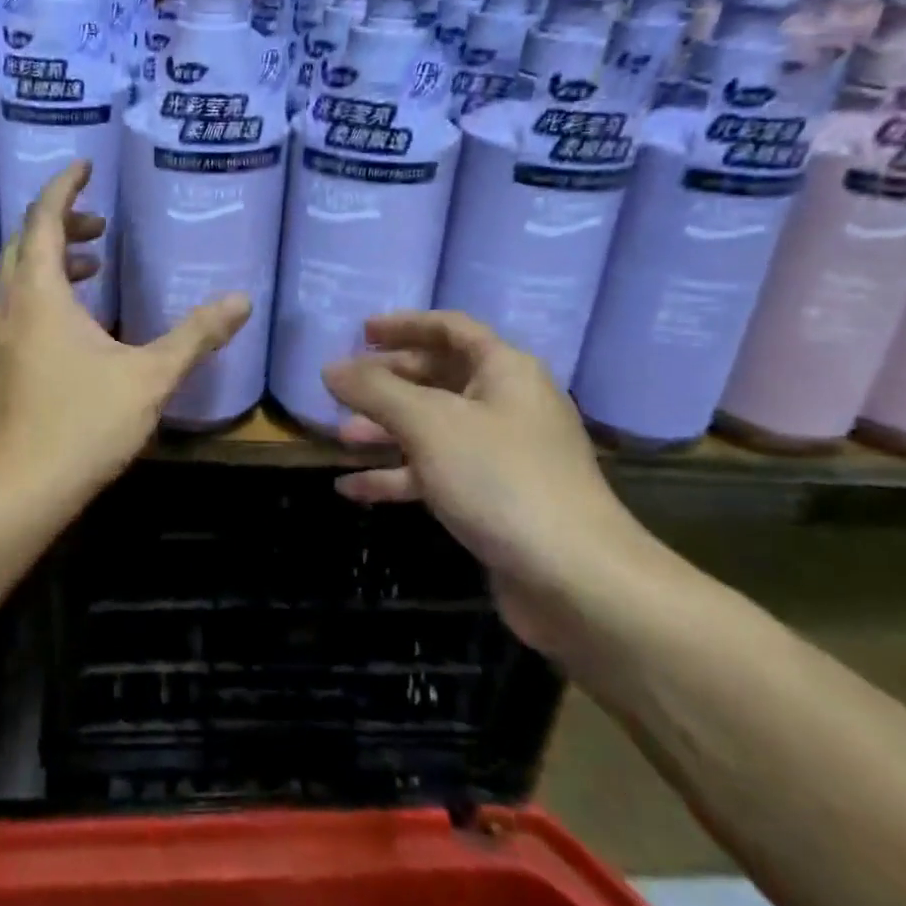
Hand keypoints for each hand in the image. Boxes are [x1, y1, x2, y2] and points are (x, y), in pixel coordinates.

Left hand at [0, 161, 250, 510]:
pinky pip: (16, 303)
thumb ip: (196, 335)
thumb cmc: (81, 425)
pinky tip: (76, 320)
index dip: (64, 186)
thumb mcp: (149, 377)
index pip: (43, 216)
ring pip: (18, 274)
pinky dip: (44, 290)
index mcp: (39, 292)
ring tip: (93, 262)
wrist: (14, 491)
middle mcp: (9, 303)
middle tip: (101, 223)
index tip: (86, 166)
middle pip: (25, 241)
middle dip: (61, 221)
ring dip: (51, 257)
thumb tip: (242, 301)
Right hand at [322, 311, 660, 656]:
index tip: (361, 332)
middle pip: (439, 377)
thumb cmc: (500, 479)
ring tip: (341, 437)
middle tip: (343, 388)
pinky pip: (437, 472)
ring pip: (434, 428)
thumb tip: (330, 368)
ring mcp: (502, 454)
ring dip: (387, 430)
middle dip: (388, 382)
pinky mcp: (494, 498)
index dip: (404, 325)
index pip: (450, 329)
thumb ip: (374, 390)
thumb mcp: (428, 424)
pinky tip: (353, 489)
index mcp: (504, 370)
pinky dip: (398, 476)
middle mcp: (507, 404)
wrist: (575, 580)